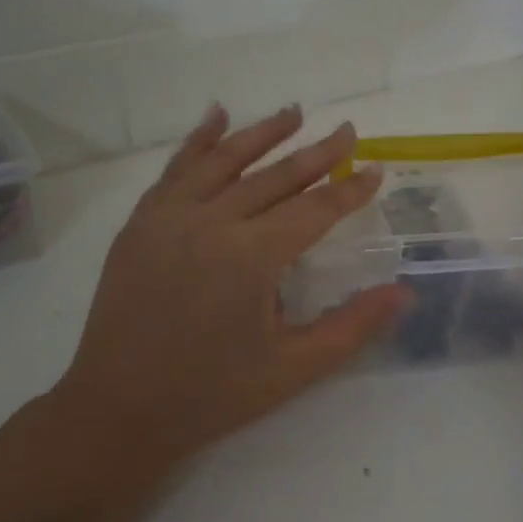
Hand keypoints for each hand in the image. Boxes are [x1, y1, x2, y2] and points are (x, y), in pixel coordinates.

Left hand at [52, 104, 407, 465]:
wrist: (118, 409)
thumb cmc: (212, 394)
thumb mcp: (293, 369)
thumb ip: (353, 326)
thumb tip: (405, 292)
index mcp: (251, 257)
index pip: (314, 210)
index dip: (349, 190)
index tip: (376, 169)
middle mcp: (210, 223)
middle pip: (274, 176)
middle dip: (317, 153)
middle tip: (348, 130)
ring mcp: (169, 218)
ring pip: (223, 160)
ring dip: (262, 133)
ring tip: (293, 112)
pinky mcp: (141, 223)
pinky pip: (175, 169)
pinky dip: (199, 141)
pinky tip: (216, 117)